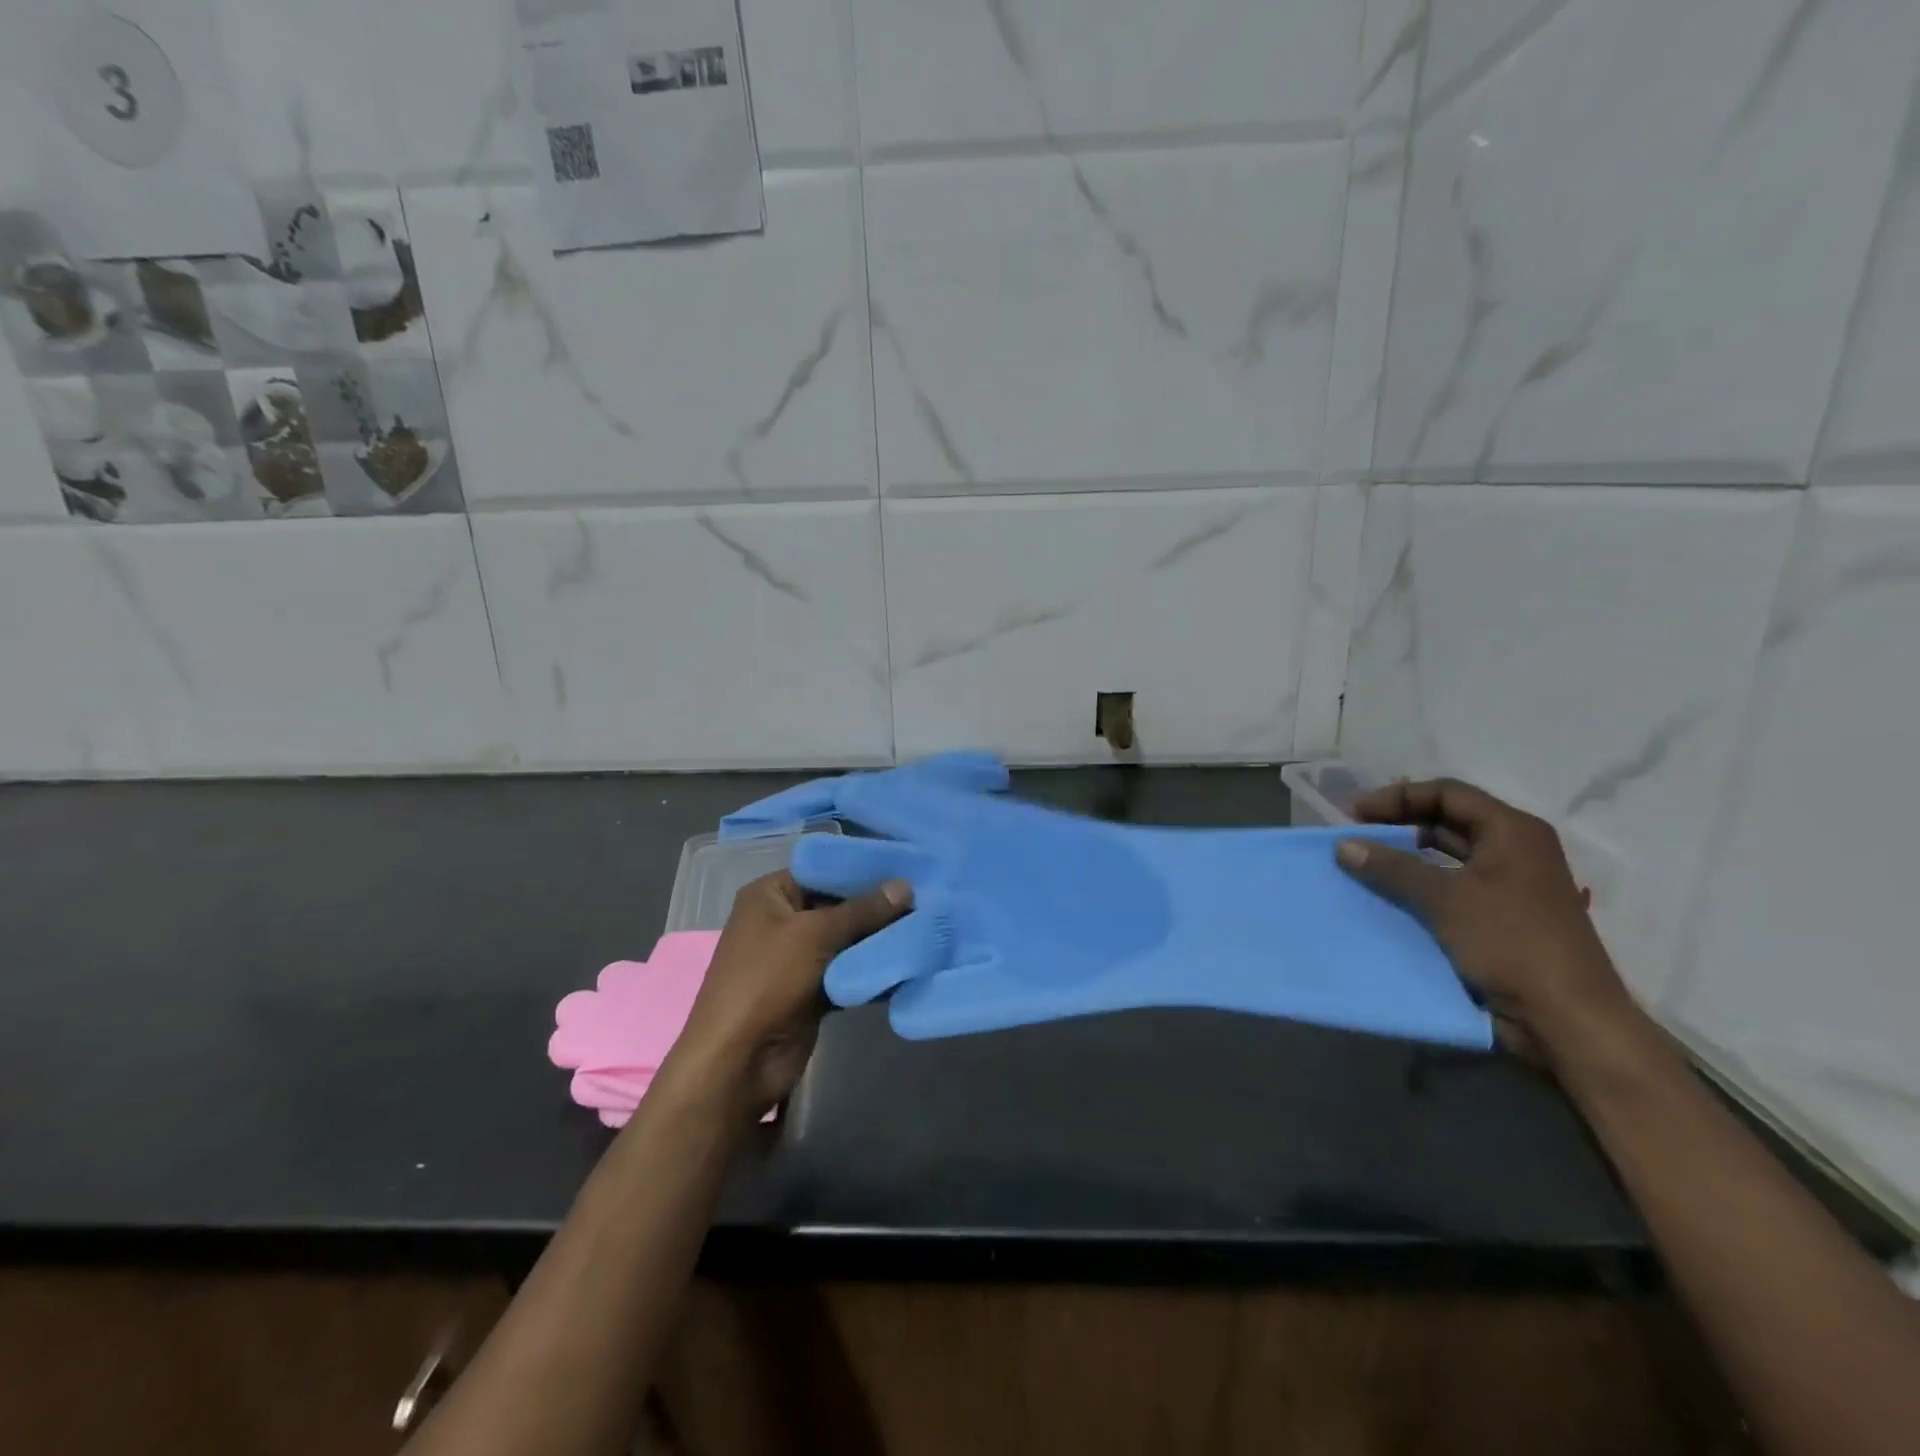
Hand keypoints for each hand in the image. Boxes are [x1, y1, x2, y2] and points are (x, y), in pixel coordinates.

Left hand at [667, 870, 910, 1117]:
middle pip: (838, 905)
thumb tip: (906, 885)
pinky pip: (848, 971)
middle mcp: (782, 920)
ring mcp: (796, 958)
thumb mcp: (817, 934)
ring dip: (879, 940)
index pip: (824, 869)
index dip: (864, 869)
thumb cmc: (767, 981)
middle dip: (878, 907)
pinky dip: (871, 969)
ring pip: (846, 940)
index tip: (908, 867)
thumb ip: (864, 909)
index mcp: (770, 894)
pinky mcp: (812, 991)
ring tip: (926, 927)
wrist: (738, 1062)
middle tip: (926, 899)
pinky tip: (909, 963)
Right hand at [1333, 779, 1639, 1063]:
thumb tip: (1344, 845)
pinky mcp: (1500, 918)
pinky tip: (1387, 897)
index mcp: (1512, 831)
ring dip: (1405, 858)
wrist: (1565, 1018)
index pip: (1446, 793)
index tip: (1353, 814)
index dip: (1396, 797)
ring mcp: (1509, 886)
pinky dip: (1418, 887)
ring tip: (1363, 865)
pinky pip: (1450, 889)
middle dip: (1398, 825)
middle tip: (1353, 836)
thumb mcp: (1445, 898)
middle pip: (1446, 821)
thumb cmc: (1510, 942)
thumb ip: (1392, 867)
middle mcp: (1514, 850)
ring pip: (1446, 857)